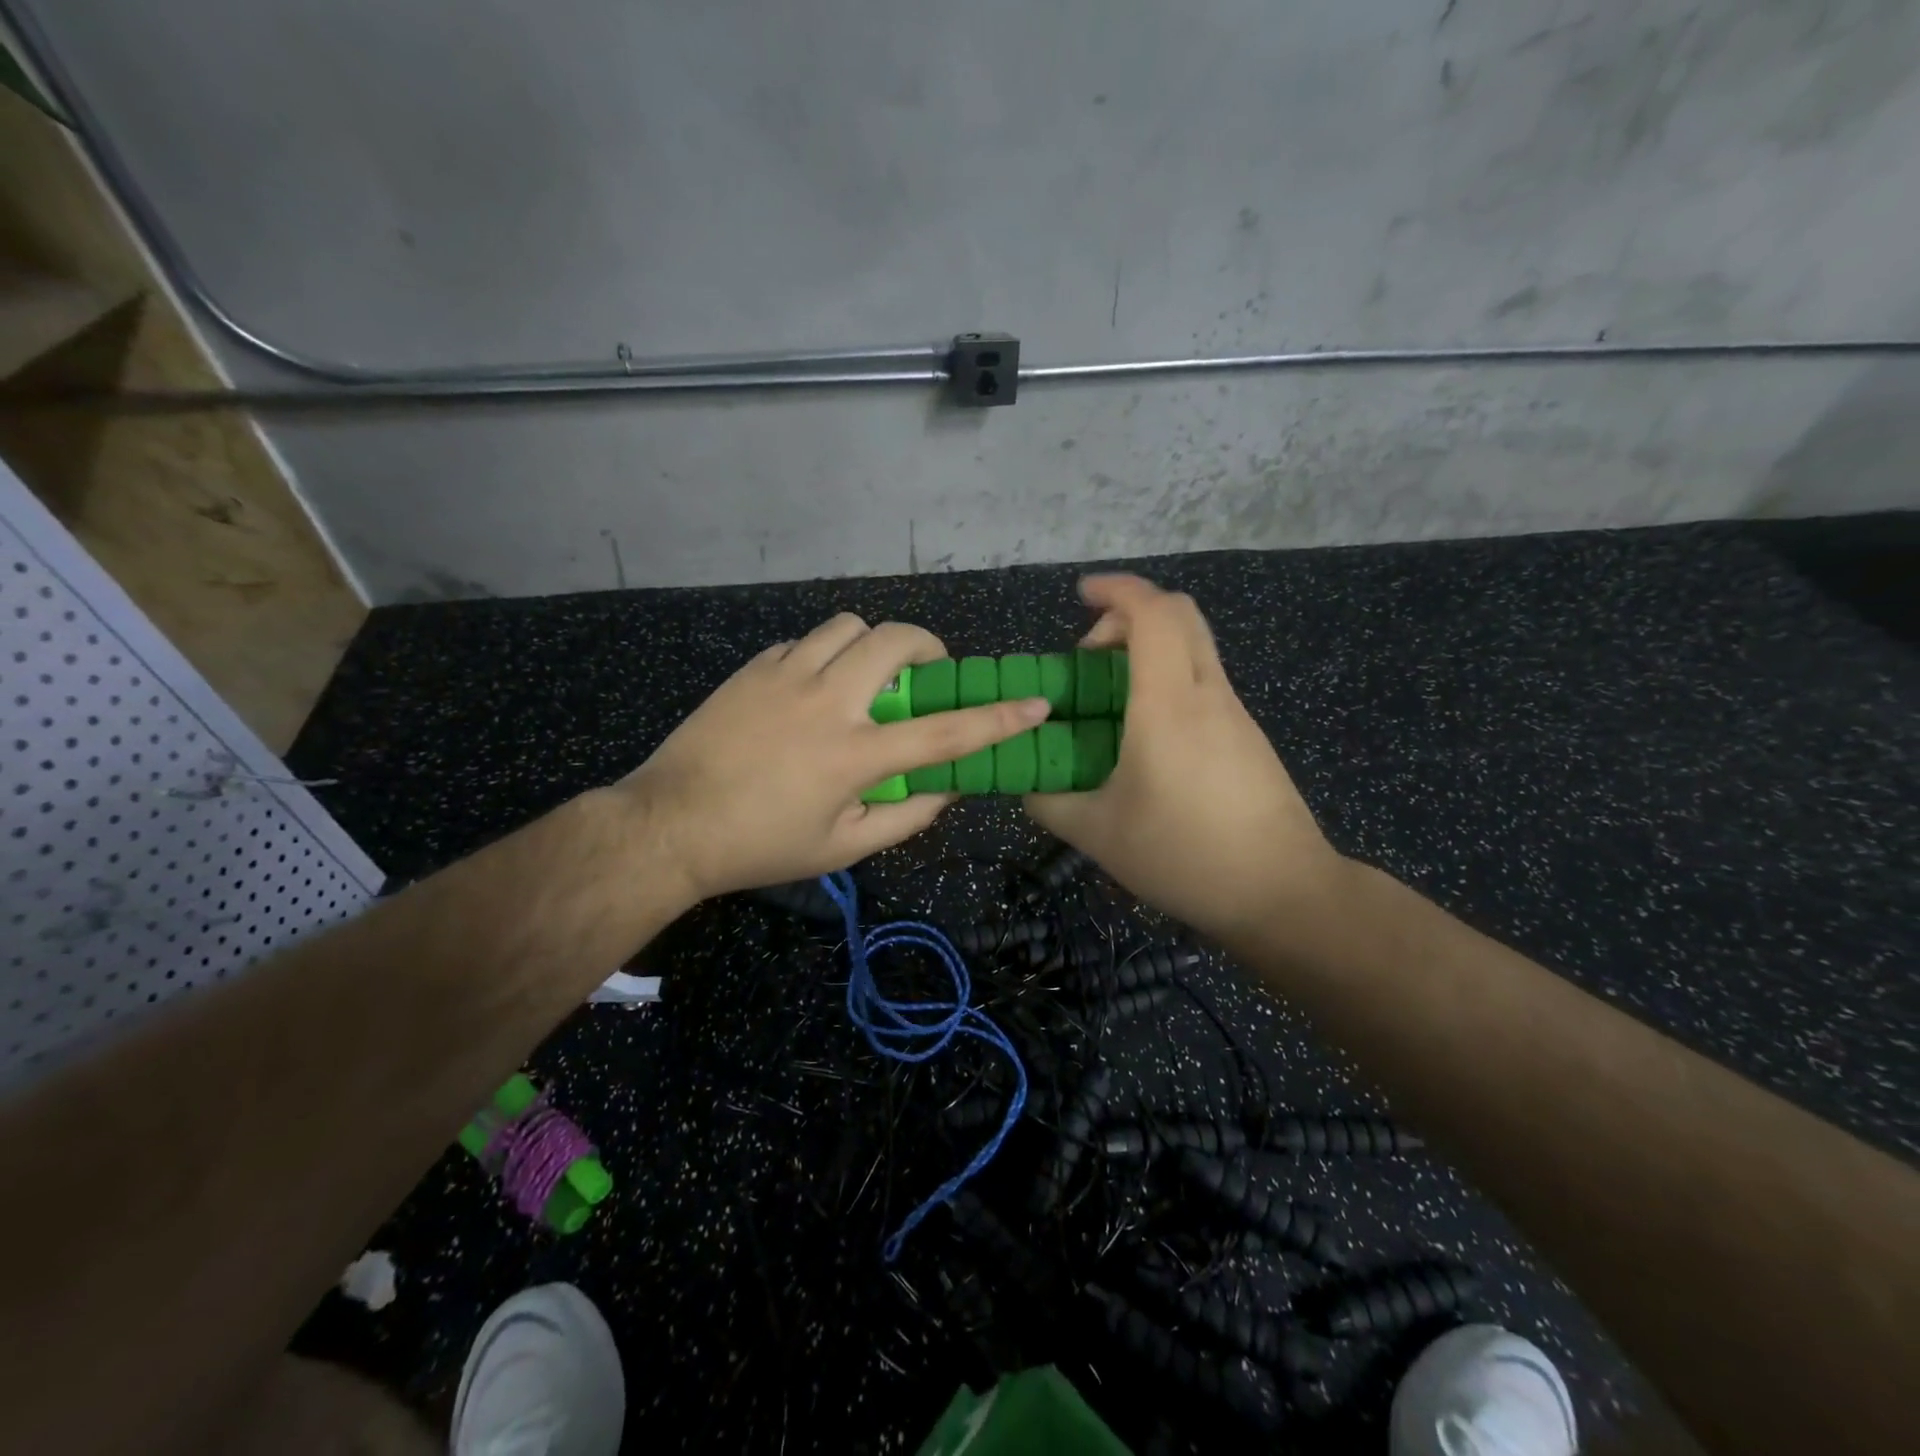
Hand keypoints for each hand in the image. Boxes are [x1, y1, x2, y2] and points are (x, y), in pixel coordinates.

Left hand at [620, 613, 1049, 901]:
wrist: (670, 825)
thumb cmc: (761, 845)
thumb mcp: (843, 848)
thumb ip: (906, 817)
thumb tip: (947, 789)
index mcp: (856, 754)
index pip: (945, 732)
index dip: (998, 718)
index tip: (1036, 703)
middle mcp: (827, 700)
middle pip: (895, 640)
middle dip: (928, 646)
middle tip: (926, 674)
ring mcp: (785, 675)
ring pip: (848, 625)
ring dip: (872, 643)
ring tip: (866, 676)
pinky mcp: (754, 667)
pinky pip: (805, 642)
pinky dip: (824, 656)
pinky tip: (812, 689)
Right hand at [1024, 575, 1347, 945]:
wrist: (1282, 892)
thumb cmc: (1184, 855)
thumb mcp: (1097, 834)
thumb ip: (1049, 802)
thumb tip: (1025, 785)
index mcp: (1167, 703)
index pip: (1152, 612)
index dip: (1116, 589)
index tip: (1081, 594)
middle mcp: (1207, 694)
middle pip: (1180, 615)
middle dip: (1130, 614)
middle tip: (1090, 653)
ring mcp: (1235, 714)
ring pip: (1195, 648)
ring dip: (1149, 652)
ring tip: (1109, 702)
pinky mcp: (1248, 737)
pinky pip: (1204, 684)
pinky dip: (1168, 682)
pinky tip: (1146, 739)